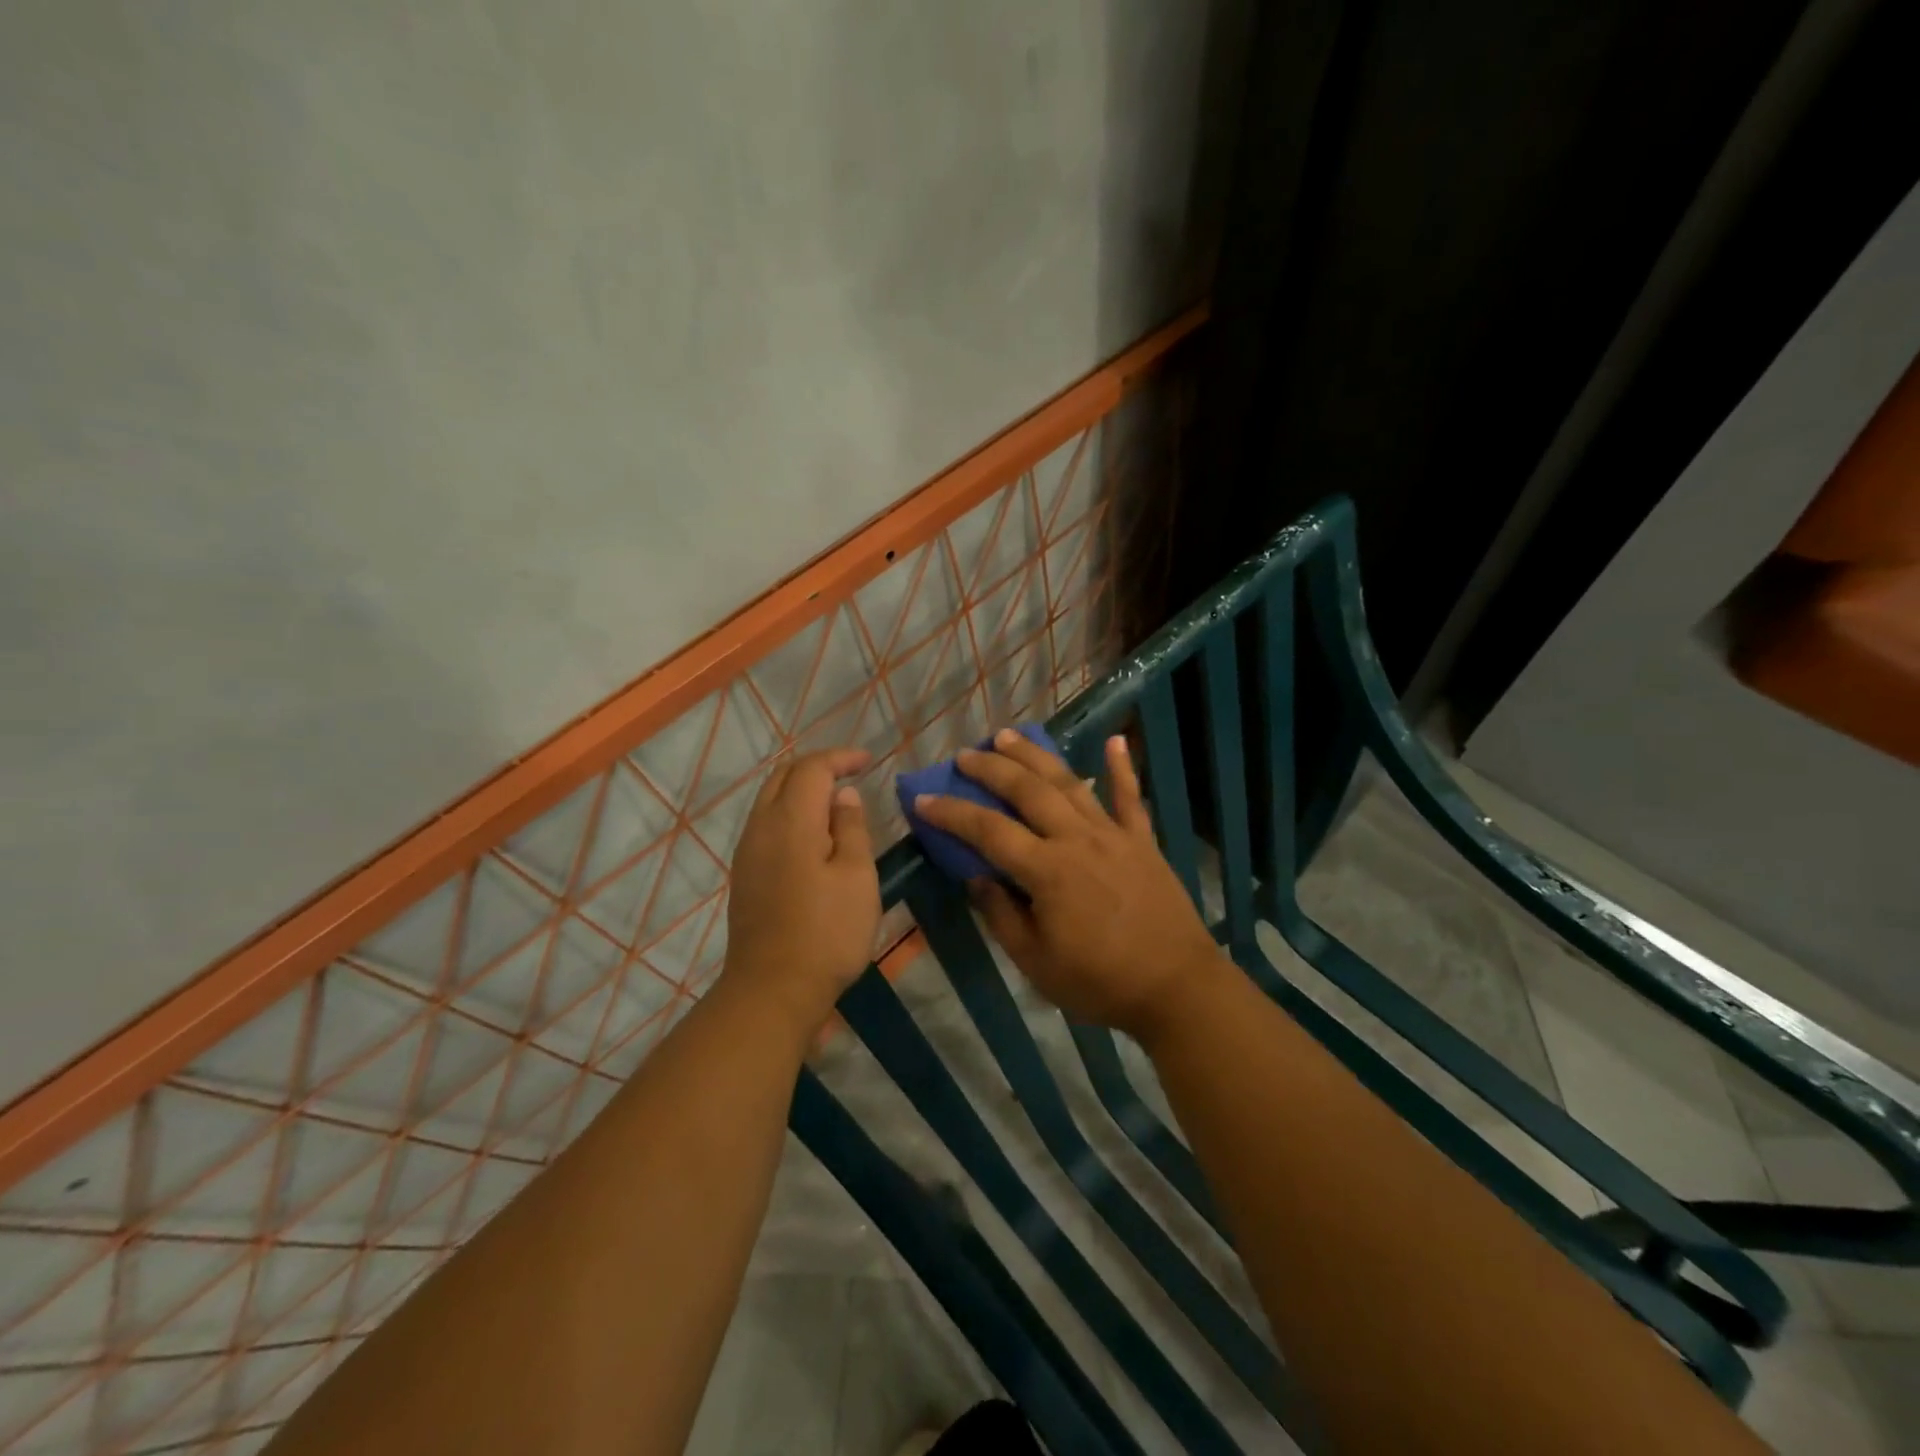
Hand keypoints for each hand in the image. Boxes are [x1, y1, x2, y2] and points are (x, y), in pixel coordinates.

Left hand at [722, 748, 879, 1037]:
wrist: (772, 990)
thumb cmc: (827, 933)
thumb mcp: (856, 877)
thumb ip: (851, 828)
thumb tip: (843, 795)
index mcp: (791, 821)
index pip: (812, 768)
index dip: (840, 758)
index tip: (868, 760)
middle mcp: (761, 827)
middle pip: (784, 776)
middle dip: (817, 767)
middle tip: (851, 773)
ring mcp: (747, 852)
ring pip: (770, 799)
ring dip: (801, 789)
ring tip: (834, 800)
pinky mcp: (745, 875)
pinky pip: (766, 824)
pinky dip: (790, 812)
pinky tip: (812, 834)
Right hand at [914, 729, 1224, 1038]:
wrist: (1177, 988)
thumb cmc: (1100, 982)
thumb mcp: (1036, 962)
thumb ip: (1002, 915)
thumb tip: (976, 878)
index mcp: (1047, 871)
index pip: (988, 831)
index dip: (952, 813)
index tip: (923, 799)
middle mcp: (1077, 839)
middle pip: (1026, 792)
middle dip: (992, 768)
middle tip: (966, 755)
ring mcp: (1113, 834)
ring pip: (1068, 783)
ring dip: (1036, 756)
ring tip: (1009, 735)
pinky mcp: (1142, 841)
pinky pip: (1131, 797)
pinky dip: (1122, 767)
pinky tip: (1115, 740)